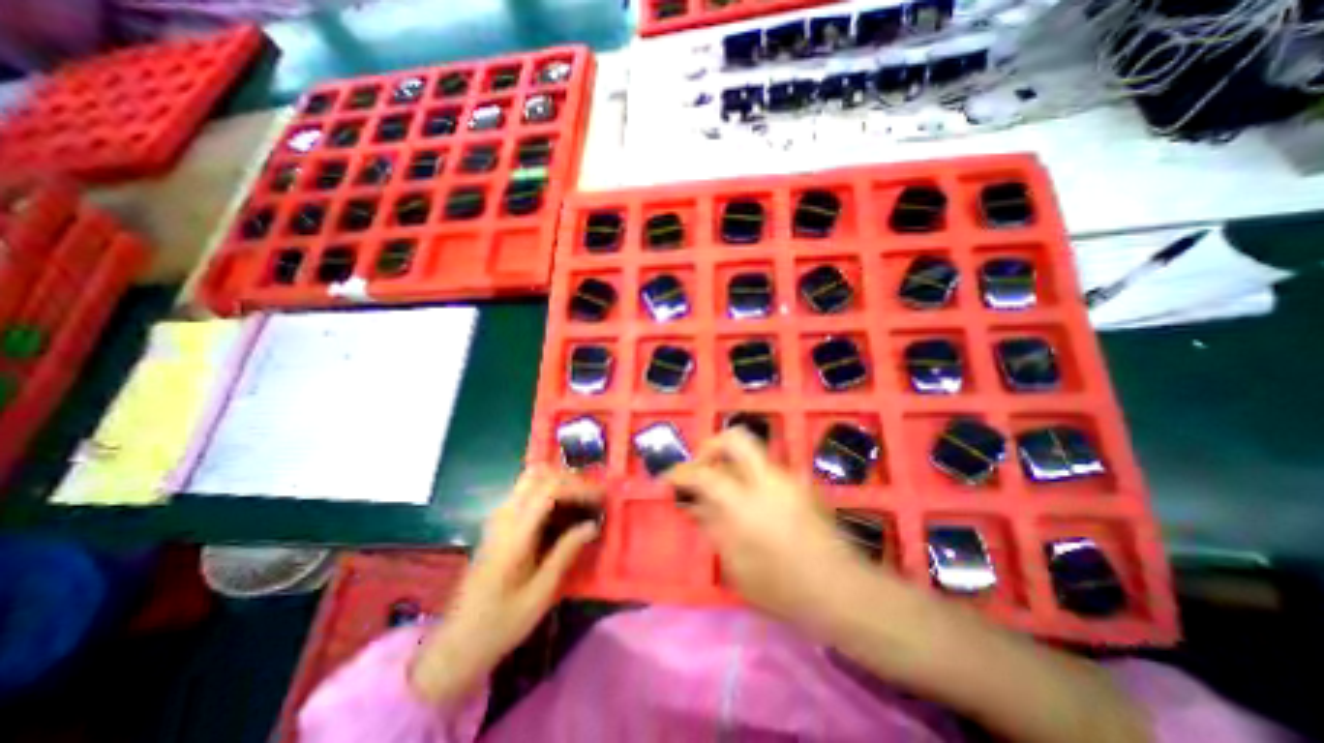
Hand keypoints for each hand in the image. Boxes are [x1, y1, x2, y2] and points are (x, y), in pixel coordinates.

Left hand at [411, 466, 604, 706]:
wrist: (457, 643)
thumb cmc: (501, 623)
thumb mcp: (541, 593)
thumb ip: (566, 552)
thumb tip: (593, 524)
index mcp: (514, 534)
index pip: (549, 489)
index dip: (579, 487)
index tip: (601, 498)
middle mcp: (504, 516)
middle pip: (539, 475)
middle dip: (571, 479)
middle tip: (593, 496)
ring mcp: (498, 517)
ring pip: (531, 479)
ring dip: (560, 482)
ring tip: (582, 500)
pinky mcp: (498, 523)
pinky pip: (526, 492)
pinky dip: (548, 490)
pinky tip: (562, 510)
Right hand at [668, 431, 883, 635]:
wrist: (842, 590)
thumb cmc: (782, 586)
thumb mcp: (736, 563)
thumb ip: (713, 526)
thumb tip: (696, 504)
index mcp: (746, 500)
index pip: (704, 473)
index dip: (681, 472)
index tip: (669, 478)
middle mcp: (768, 478)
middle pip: (735, 438)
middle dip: (712, 446)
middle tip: (701, 467)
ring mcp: (789, 478)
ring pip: (752, 453)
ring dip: (731, 463)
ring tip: (723, 491)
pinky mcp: (801, 484)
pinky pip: (766, 469)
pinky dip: (749, 476)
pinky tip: (749, 504)